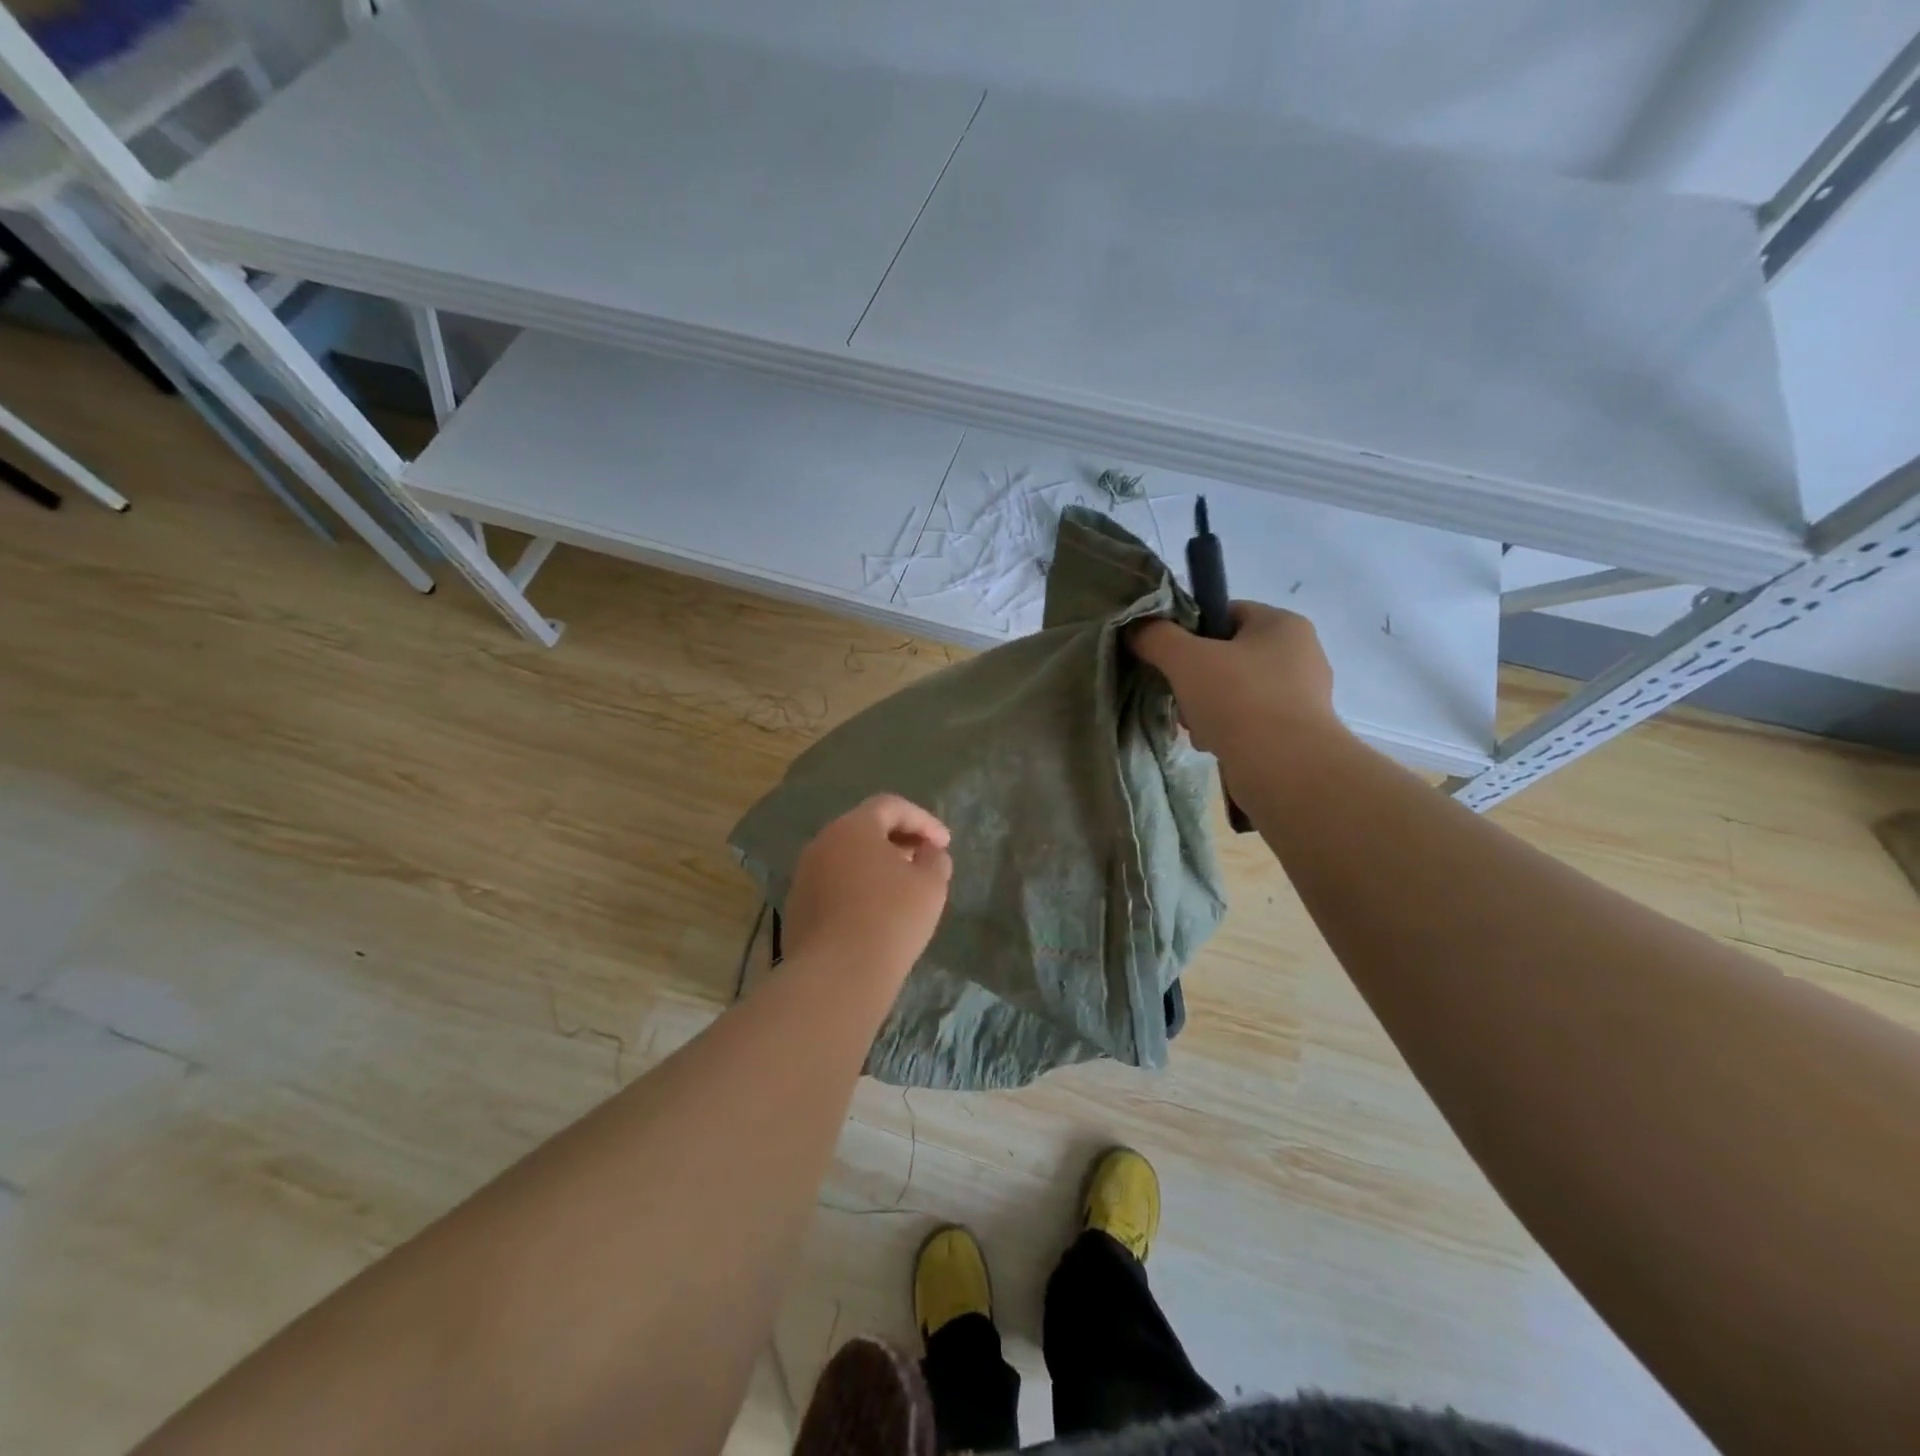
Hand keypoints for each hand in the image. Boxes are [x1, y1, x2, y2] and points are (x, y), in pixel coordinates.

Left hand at [783, 794, 952, 980]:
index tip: (944, 844)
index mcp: (853, 827)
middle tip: (924, 860)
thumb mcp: (930, 885)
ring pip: (846, 858)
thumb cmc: (891, 919)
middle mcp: (822, 843)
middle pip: (864, 829)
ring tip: (902, 888)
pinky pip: (833, 885)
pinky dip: (857, 888)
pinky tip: (875, 914)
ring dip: (876, 865)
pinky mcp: (797, 908)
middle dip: (898, 840)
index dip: (923, 820)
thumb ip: (934, 859)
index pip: (890, 806)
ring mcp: (804, 876)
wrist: (837, 975)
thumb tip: (928, 852)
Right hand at [1130, 602, 1337, 759]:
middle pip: (1228, 655)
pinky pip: (1250, 720)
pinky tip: (1214, 744)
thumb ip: (1157, 636)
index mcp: (1282, 624)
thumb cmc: (1239, 700)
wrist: (1286, 770)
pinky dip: (1227, 729)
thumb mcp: (1185, 660)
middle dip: (1195, 677)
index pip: (1225, 612)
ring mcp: (1303, 695)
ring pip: (1236, 690)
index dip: (1190, 632)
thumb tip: (1137, 628)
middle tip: (1179, 697)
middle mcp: (1301, 653)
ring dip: (1207, 707)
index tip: (1169, 658)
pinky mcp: (1299, 731)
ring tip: (1196, 727)